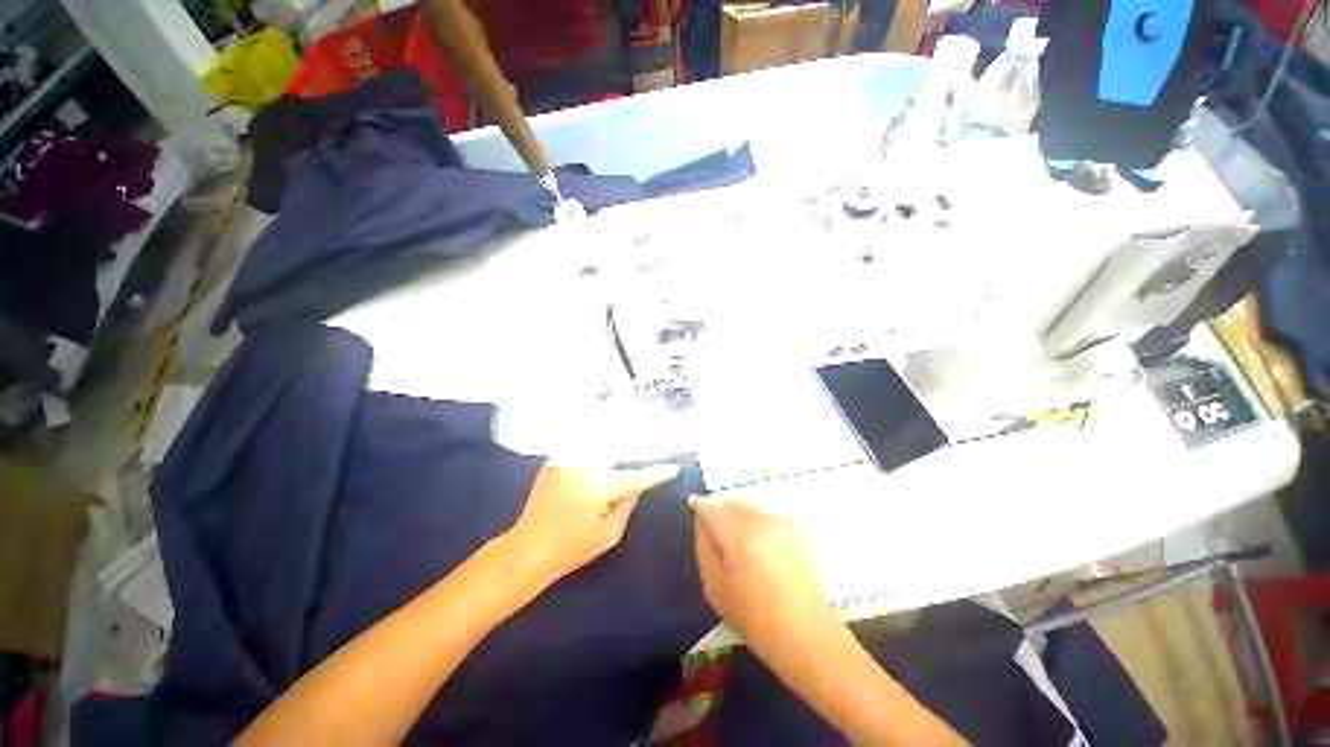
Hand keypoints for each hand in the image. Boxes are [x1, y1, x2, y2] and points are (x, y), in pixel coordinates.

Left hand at [507, 462, 678, 584]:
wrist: (527, 549)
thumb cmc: (571, 549)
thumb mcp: (608, 535)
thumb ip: (627, 506)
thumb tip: (636, 487)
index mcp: (599, 487)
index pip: (635, 477)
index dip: (655, 474)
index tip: (672, 468)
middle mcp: (584, 466)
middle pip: (616, 451)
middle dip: (631, 451)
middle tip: (644, 448)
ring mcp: (566, 461)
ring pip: (598, 446)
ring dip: (611, 447)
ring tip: (624, 441)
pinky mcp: (554, 461)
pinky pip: (580, 450)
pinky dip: (592, 451)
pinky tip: (599, 452)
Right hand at [691, 495, 832, 653]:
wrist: (803, 633)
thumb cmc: (752, 617)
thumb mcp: (715, 586)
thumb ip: (704, 546)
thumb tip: (701, 520)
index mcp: (739, 538)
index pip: (714, 508)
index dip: (701, 504)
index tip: (694, 504)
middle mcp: (761, 523)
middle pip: (734, 501)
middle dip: (721, 506)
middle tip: (713, 519)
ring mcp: (782, 525)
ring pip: (752, 504)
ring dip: (739, 509)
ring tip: (734, 528)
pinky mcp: (796, 530)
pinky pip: (768, 513)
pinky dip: (757, 516)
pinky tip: (757, 535)